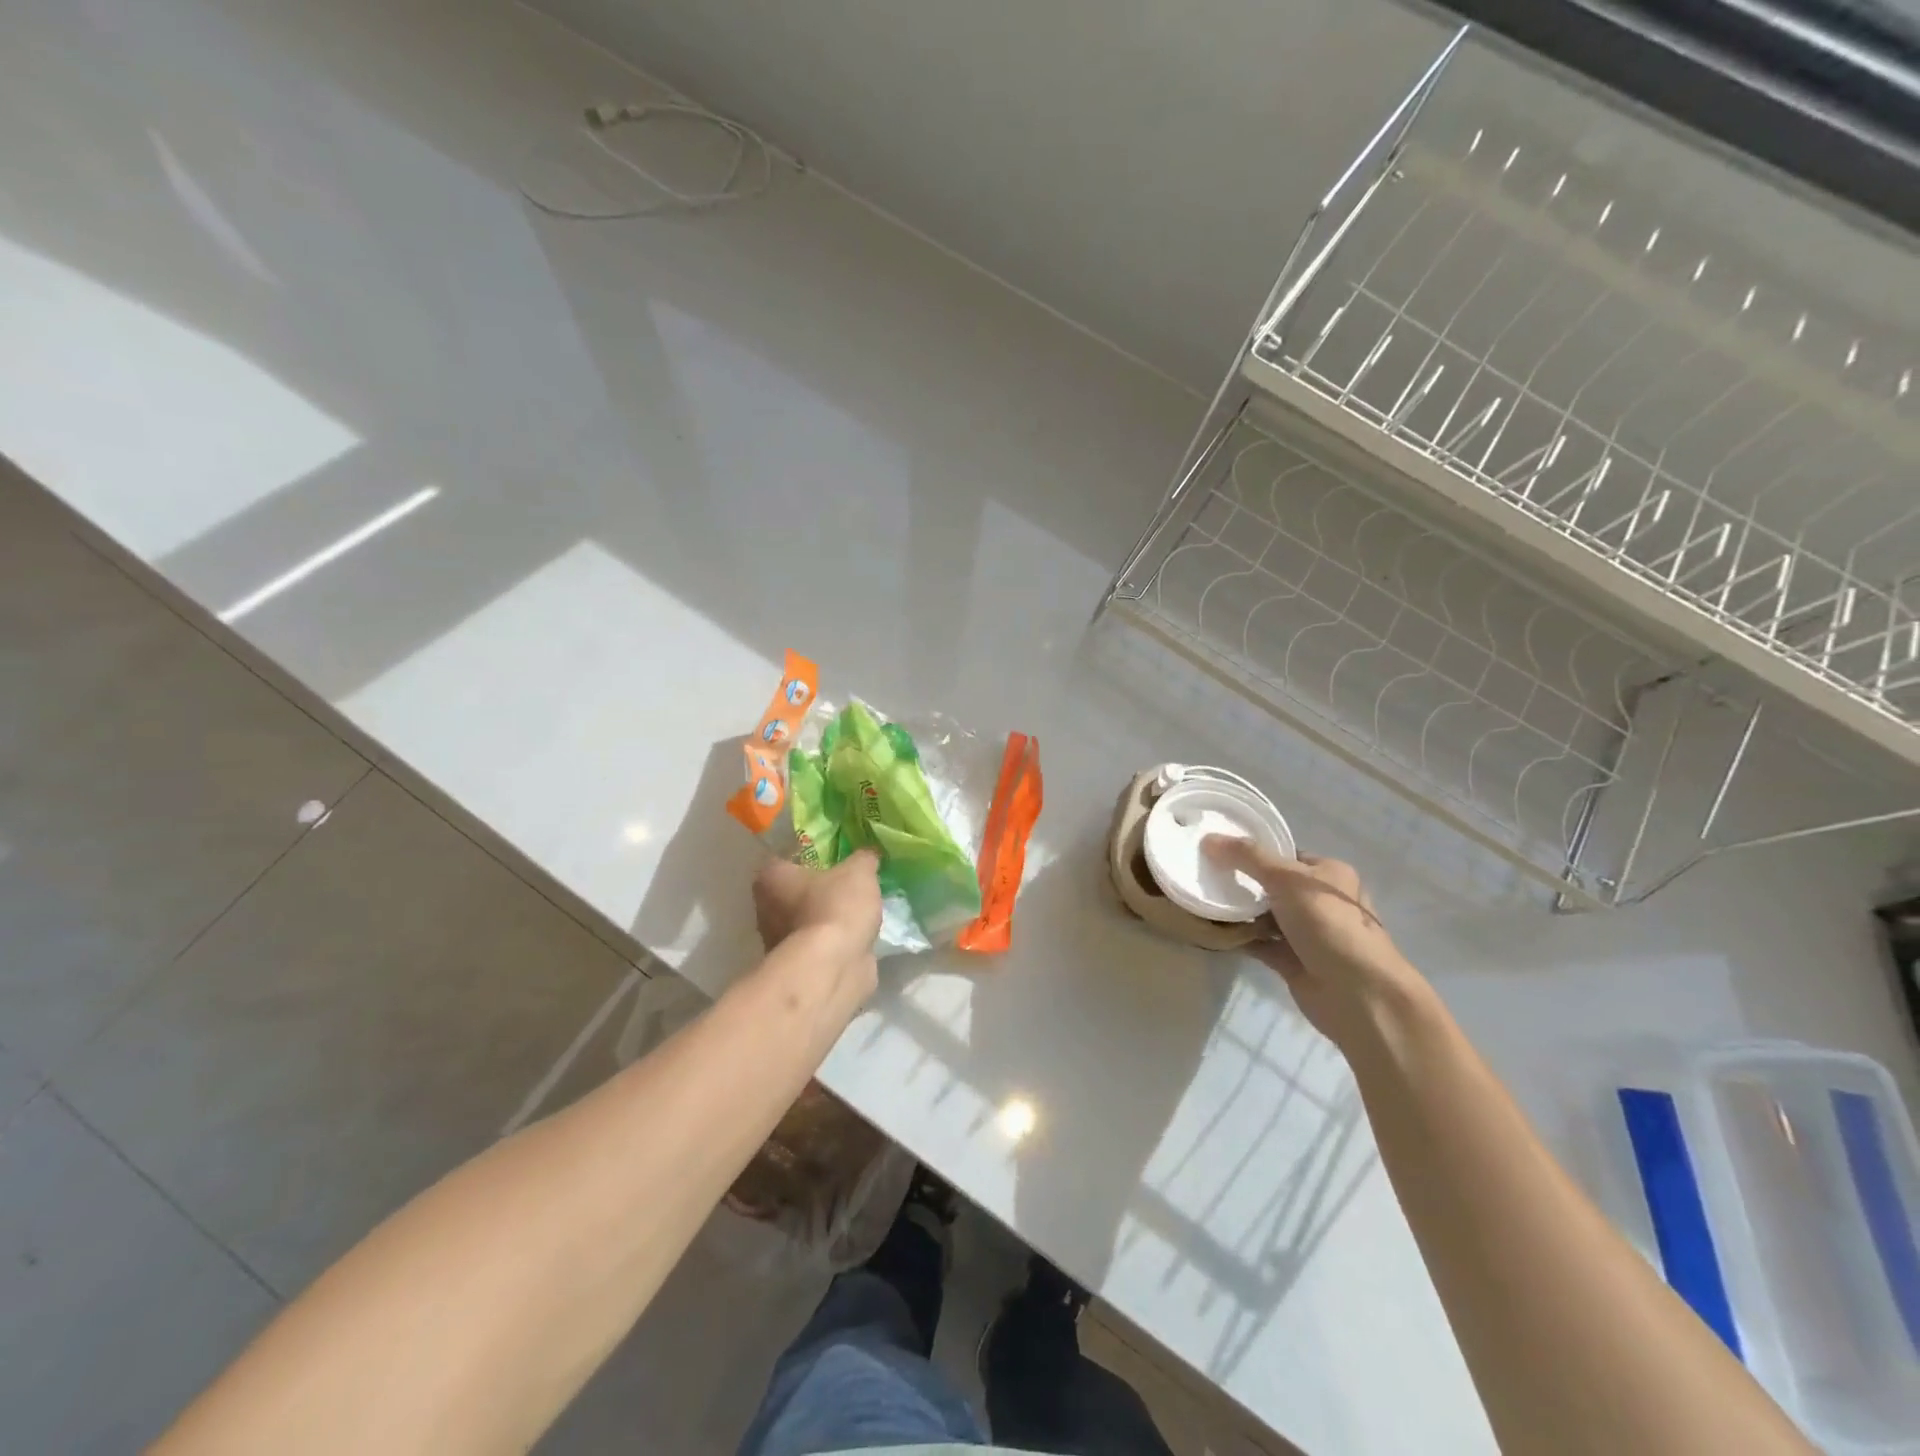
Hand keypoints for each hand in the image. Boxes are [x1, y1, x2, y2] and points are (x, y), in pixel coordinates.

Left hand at [753, 850, 882, 965]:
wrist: (833, 967)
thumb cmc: (835, 908)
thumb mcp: (859, 871)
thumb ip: (864, 858)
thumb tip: (868, 854)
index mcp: (771, 878)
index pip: (784, 858)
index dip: (807, 855)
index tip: (832, 856)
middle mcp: (766, 909)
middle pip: (794, 891)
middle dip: (817, 889)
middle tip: (847, 882)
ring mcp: (778, 942)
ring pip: (805, 920)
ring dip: (826, 918)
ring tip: (858, 910)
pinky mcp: (797, 966)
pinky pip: (818, 945)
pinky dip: (833, 942)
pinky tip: (856, 936)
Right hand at [1202, 837, 1430, 1048]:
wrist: (1358, 993)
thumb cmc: (1328, 923)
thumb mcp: (1286, 879)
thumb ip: (1247, 857)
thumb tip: (1209, 839)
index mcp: (1328, 874)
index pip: (1286, 855)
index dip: (1254, 852)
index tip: (1217, 850)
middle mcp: (1320, 902)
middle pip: (1272, 885)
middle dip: (1242, 882)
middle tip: (1205, 875)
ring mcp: (1307, 934)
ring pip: (1265, 916)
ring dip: (1238, 912)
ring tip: (1203, 899)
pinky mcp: (1293, 962)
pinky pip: (1260, 943)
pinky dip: (1239, 938)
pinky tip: (1212, 929)